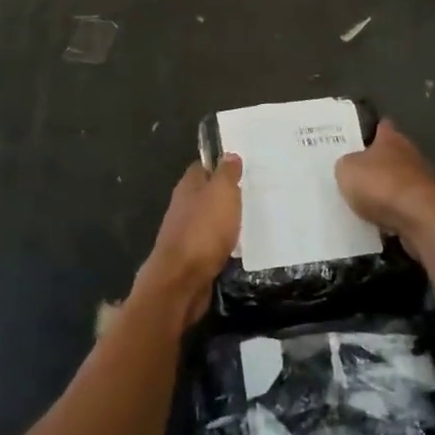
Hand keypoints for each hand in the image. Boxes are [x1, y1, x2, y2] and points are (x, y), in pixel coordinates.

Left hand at [133, 156, 242, 329]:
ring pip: (208, 219)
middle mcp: (183, 207)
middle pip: (205, 193)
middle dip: (224, 193)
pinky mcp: (191, 258)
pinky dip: (223, 242)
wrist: (182, 280)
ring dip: (225, 219)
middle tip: (252, 192)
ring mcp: (185, 233)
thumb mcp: (221, 194)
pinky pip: (210, 243)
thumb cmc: (203, 230)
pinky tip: (239, 245)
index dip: (219, 164)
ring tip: (251, 218)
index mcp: (188, 187)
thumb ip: (226, 174)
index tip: (241, 164)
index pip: (202, 167)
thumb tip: (229, 155)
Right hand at [335, 120, 434, 241]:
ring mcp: (423, 181)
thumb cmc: (380, 185)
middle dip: (375, 164)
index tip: (355, 138)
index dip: (368, 131)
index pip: (381, 127)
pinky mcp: (428, 207)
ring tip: (362, 202)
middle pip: (390, 155)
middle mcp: (410, 154)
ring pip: (398, 181)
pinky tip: (377, 220)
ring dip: (385, 190)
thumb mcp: (346, 169)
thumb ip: (346, 163)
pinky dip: (393, 211)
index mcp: (391, 138)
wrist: (420, 220)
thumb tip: (351, 165)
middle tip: (353, 173)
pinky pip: (403, 206)